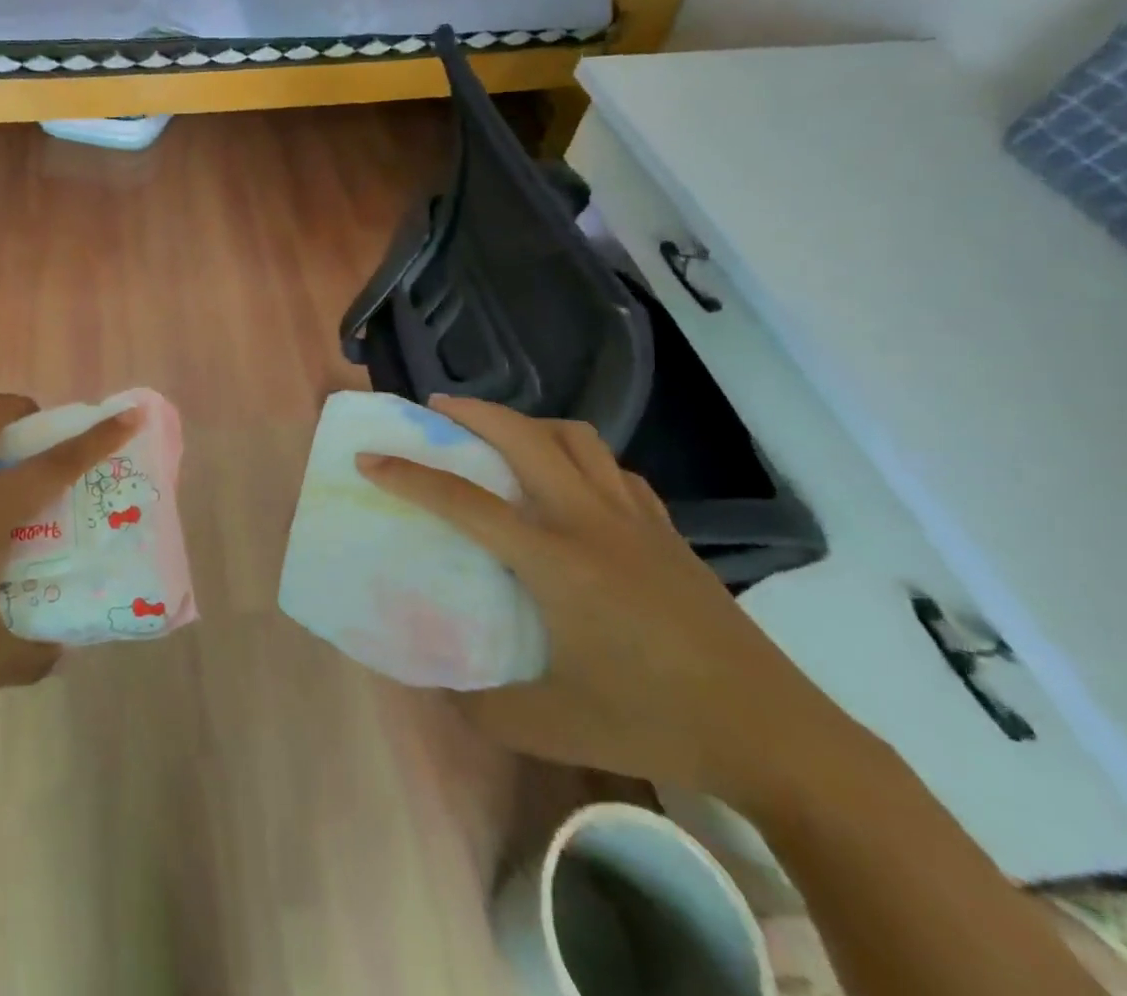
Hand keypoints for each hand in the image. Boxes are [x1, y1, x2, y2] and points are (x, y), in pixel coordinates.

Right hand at [356, 397, 857, 805]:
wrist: (775, 735)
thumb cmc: (655, 721)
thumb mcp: (553, 725)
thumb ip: (484, 705)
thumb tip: (440, 684)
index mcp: (555, 560)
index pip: (464, 502)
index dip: (408, 476)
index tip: (370, 457)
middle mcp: (591, 521)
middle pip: (524, 437)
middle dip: (473, 412)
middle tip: (437, 409)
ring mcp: (636, 521)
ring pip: (577, 439)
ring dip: (530, 423)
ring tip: (502, 435)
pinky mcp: (668, 532)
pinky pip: (614, 470)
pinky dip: (580, 457)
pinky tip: (573, 484)